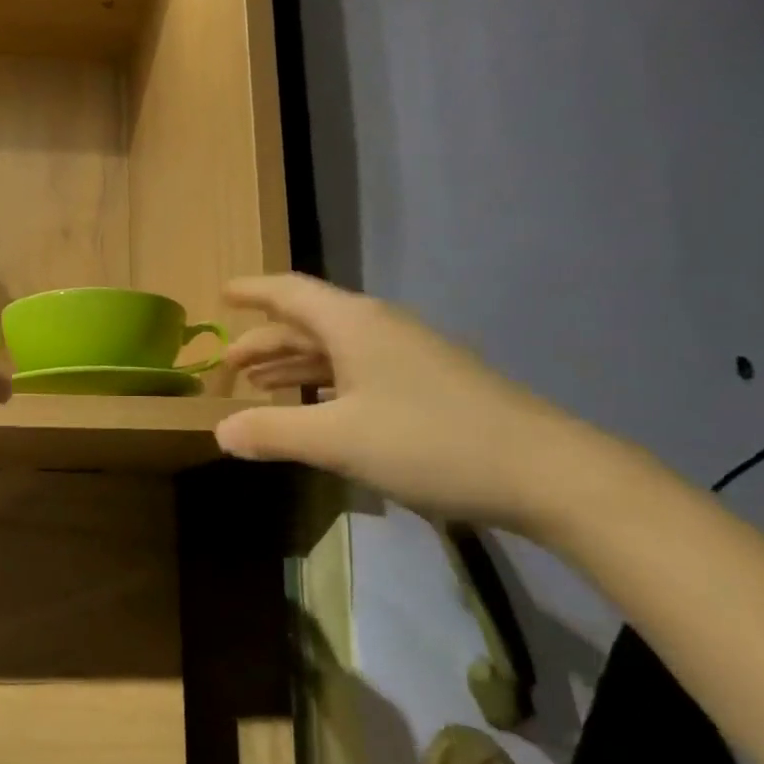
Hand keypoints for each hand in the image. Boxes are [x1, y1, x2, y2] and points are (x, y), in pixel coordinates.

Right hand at [215, 274, 607, 533]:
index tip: (221, 295)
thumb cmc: (428, 441)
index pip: (290, 293)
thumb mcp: (337, 440)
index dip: (252, 292)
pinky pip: (358, 370)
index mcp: (354, 324)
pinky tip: (316, 406)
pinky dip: (324, 382)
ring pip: (335, 348)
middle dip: (265, 339)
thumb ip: (273, 431)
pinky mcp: (427, 385)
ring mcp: (408, 356)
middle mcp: (379, 329)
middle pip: (309, 322)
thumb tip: (220, 431)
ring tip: (259, 384)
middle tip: (228, 363)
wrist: (544, 471)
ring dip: (294, 363)